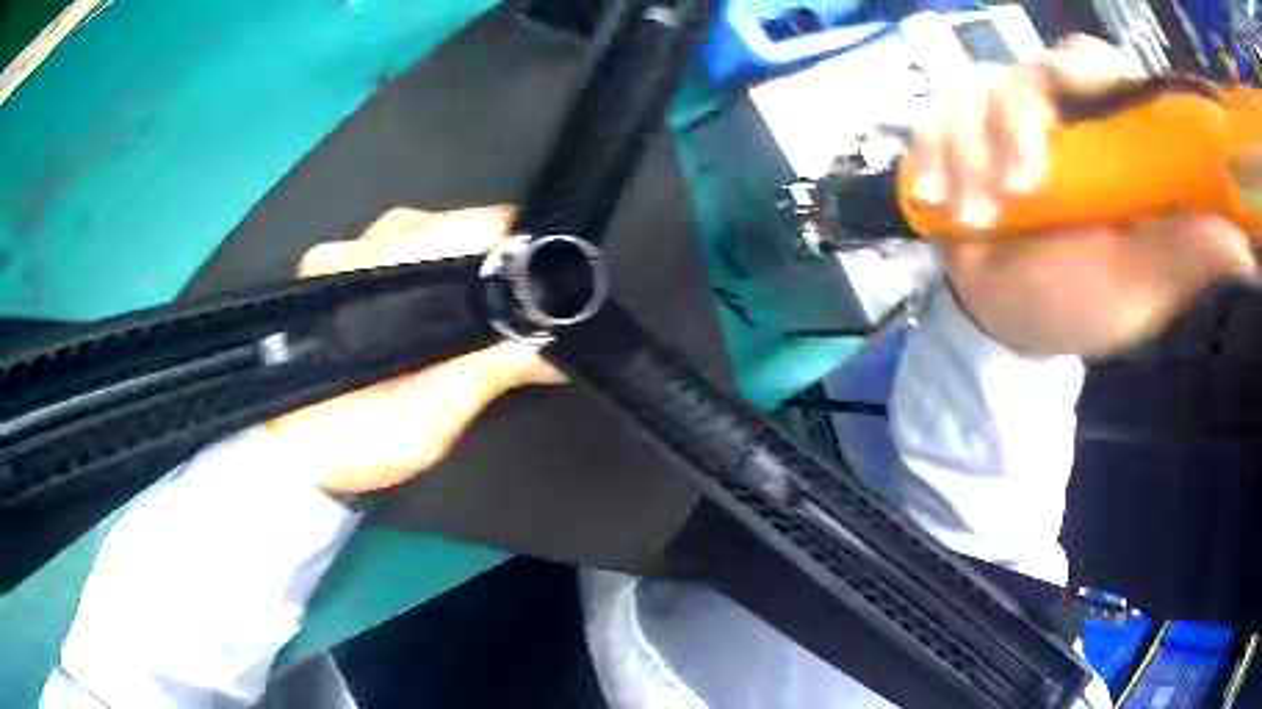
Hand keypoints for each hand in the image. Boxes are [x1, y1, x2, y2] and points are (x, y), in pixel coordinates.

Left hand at [267, 206, 563, 495]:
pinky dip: (429, 262)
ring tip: (485, 298)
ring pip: (422, 228)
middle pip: (447, 221)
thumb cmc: (357, 444)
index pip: (466, 228)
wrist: (293, 459)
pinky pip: (395, 244)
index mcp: (378, 277)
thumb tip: (553, 348)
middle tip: (521, 298)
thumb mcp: (431, 420)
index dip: (515, 247)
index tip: (547, 277)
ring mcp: (339, 252)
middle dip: (492, 252)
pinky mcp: (331, 266)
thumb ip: (489, 373)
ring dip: (461, 257)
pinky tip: (439, 295)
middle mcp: (355, 248)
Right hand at [910, 35, 1253, 357]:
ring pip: (977, 91)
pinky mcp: (958, 135)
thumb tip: (1244, 247)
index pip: (1100, 67)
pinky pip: (932, 118)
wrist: (1008, 323)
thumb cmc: (1080, 305)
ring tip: (977, 218)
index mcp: (1110, 140)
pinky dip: (930, 153)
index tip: (1071, 81)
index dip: (1085, 64)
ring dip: (971, 151)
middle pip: (1032, 68)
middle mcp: (1060, 116)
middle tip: (1020, 181)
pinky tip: (937, 197)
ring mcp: (1003, 122)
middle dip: (1017, 116)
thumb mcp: (1141, 287)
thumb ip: (1188, 257)